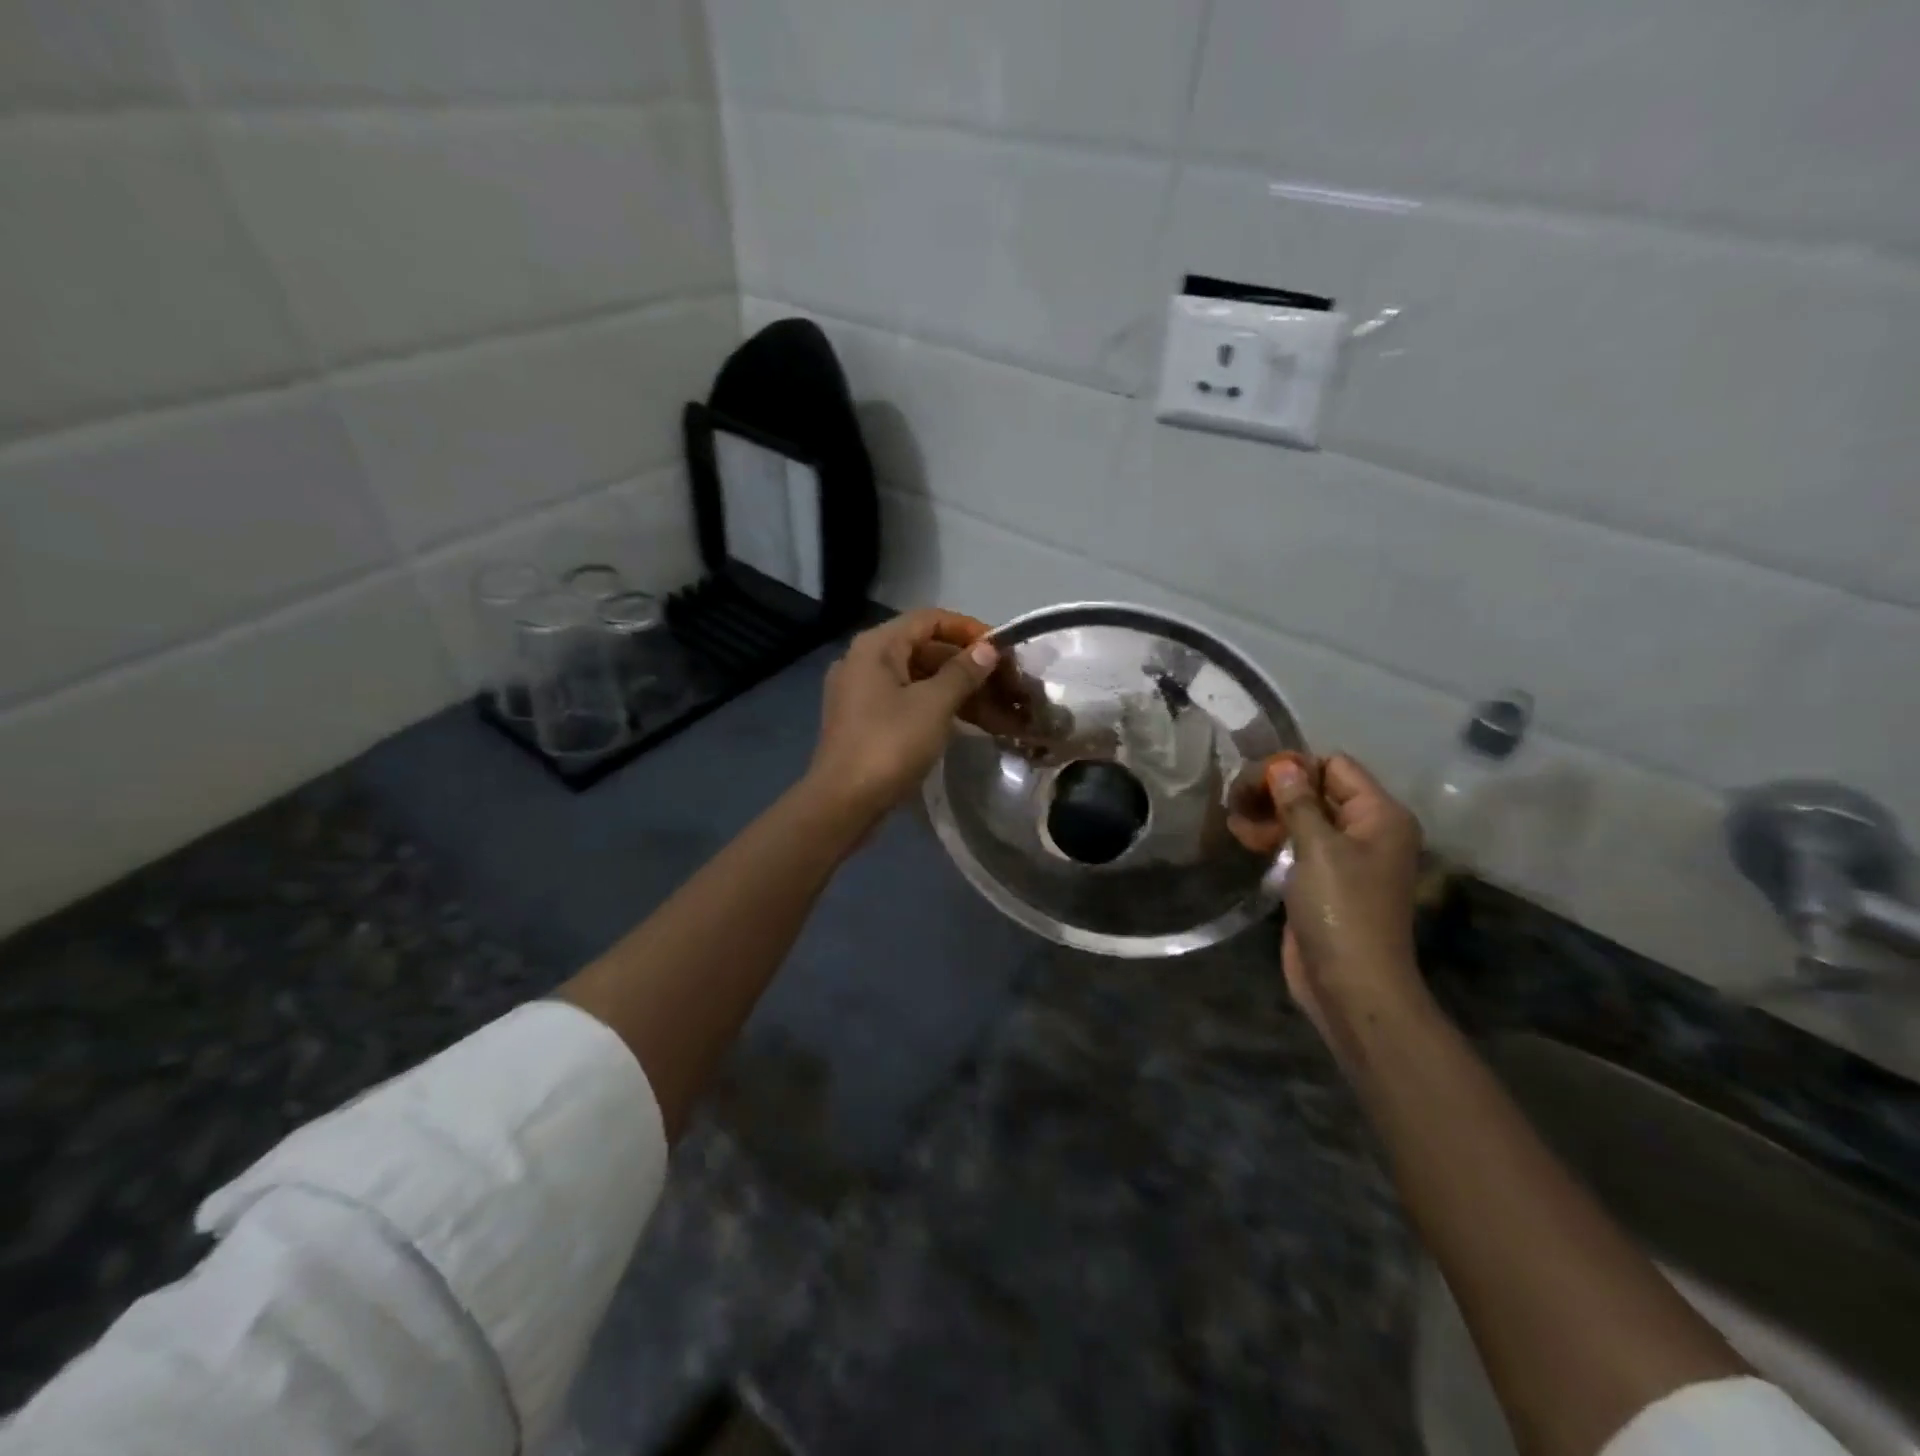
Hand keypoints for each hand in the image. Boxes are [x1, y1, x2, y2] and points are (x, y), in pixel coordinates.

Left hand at [805, 609, 1002, 823]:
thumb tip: (988, 648)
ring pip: (919, 679)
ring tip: (998, 708)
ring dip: (958, 690)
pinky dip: (938, 707)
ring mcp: (862, 693)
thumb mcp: (934, 705)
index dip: (969, 630)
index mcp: (876, 646)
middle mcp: (865, 661)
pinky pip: (908, 702)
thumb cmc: (889, 745)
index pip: (930, 619)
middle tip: (1006, 683)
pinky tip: (969, 722)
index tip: (1003, 650)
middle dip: (968, 665)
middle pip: (924, 649)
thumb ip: (963, 672)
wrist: (843, 803)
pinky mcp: (866, 721)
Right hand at [1263, 754, 1428, 1060]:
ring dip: (1268, 814)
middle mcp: (1367, 830)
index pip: (1336, 767)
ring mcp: (1345, 858)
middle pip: (1318, 791)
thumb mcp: (1319, 848)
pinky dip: (1271, 838)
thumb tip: (1282, 764)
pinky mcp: (1323, 881)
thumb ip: (1298, 802)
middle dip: (1276, 791)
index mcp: (1380, 815)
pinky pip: (1296, 845)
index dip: (1296, 767)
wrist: (1350, 984)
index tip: (1255, 778)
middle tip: (1235, 797)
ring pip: (1302, 818)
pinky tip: (1240, 836)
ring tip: (1232, 818)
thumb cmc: (1341, 909)